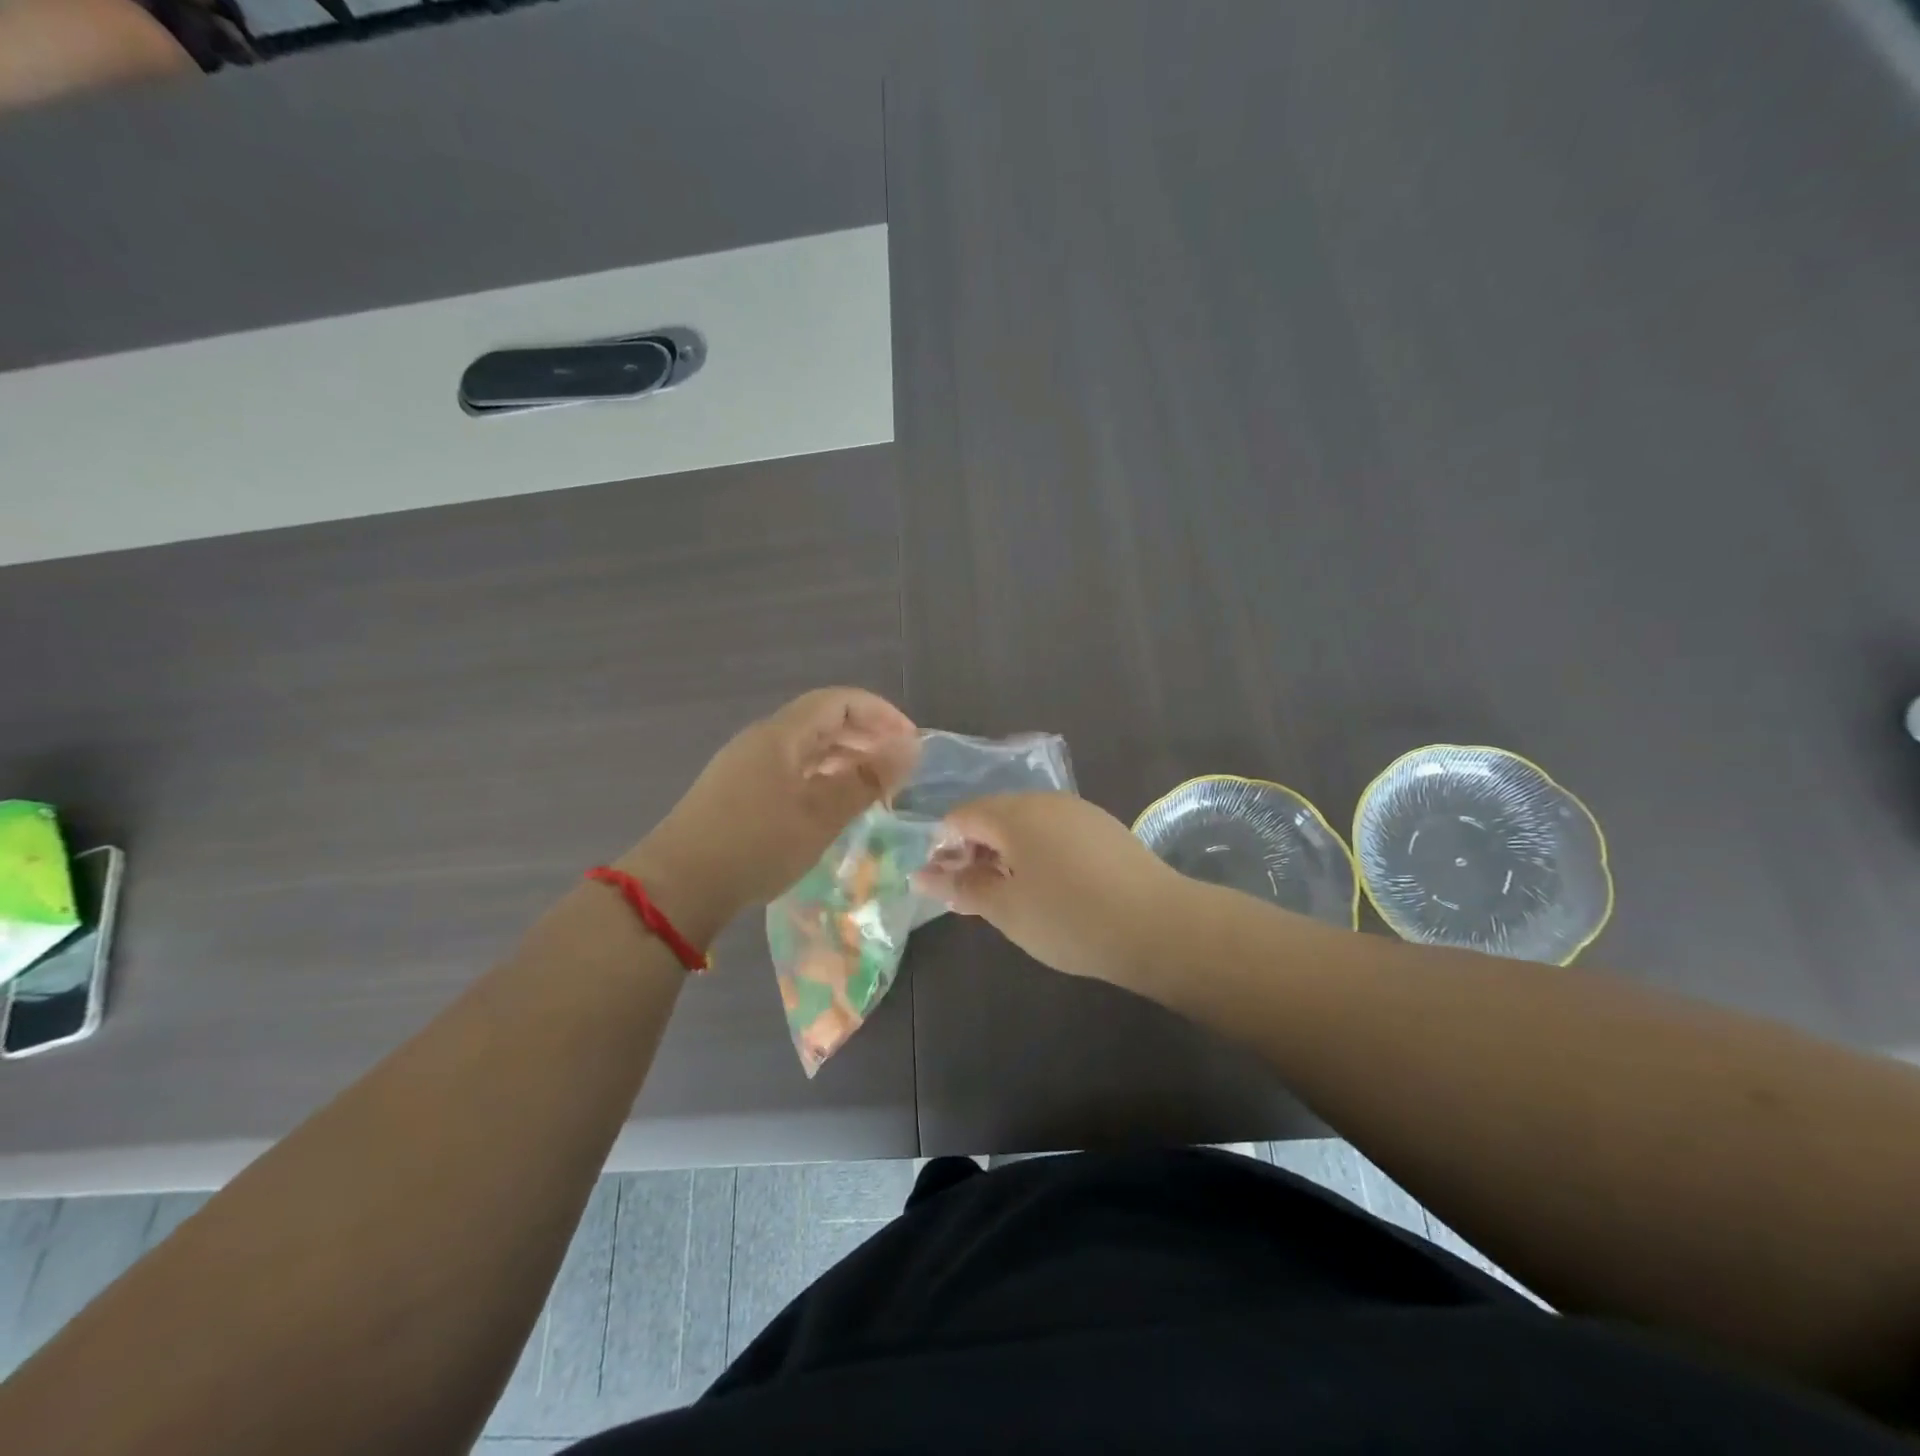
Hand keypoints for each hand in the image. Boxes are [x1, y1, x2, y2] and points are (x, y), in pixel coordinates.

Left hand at [623, 689, 918, 940]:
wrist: (678, 887)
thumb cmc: (756, 845)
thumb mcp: (821, 814)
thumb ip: (867, 780)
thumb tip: (909, 750)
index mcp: (781, 734)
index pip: (839, 701)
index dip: (880, 713)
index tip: (911, 742)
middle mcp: (763, 740)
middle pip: (822, 720)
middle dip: (865, 735)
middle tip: (898, 766)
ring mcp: (746, 765)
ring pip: (806, 747)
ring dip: (844, 758)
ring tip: (874, 787)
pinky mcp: (737, 792)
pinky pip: (790, 769)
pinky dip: (821, 777)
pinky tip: (833, 805)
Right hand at [916, 792, 1189, 985]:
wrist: (1158, 926)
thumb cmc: (1069, 918)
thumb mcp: (1006, 909)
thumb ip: (962, 887)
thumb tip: (922, 874)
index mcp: (1014, 813)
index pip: (961, 816)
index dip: (944, 847)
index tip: (947, 886)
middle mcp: (1045, 800)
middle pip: (995, 816)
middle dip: (977, 851)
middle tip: (977, 897)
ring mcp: (1079, 811)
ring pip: (1027, 824)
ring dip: (1009, 855)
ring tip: (1014, 898)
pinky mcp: (1105, 828)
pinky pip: (1056, 832)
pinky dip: (1040, 854)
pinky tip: (1053, 890)